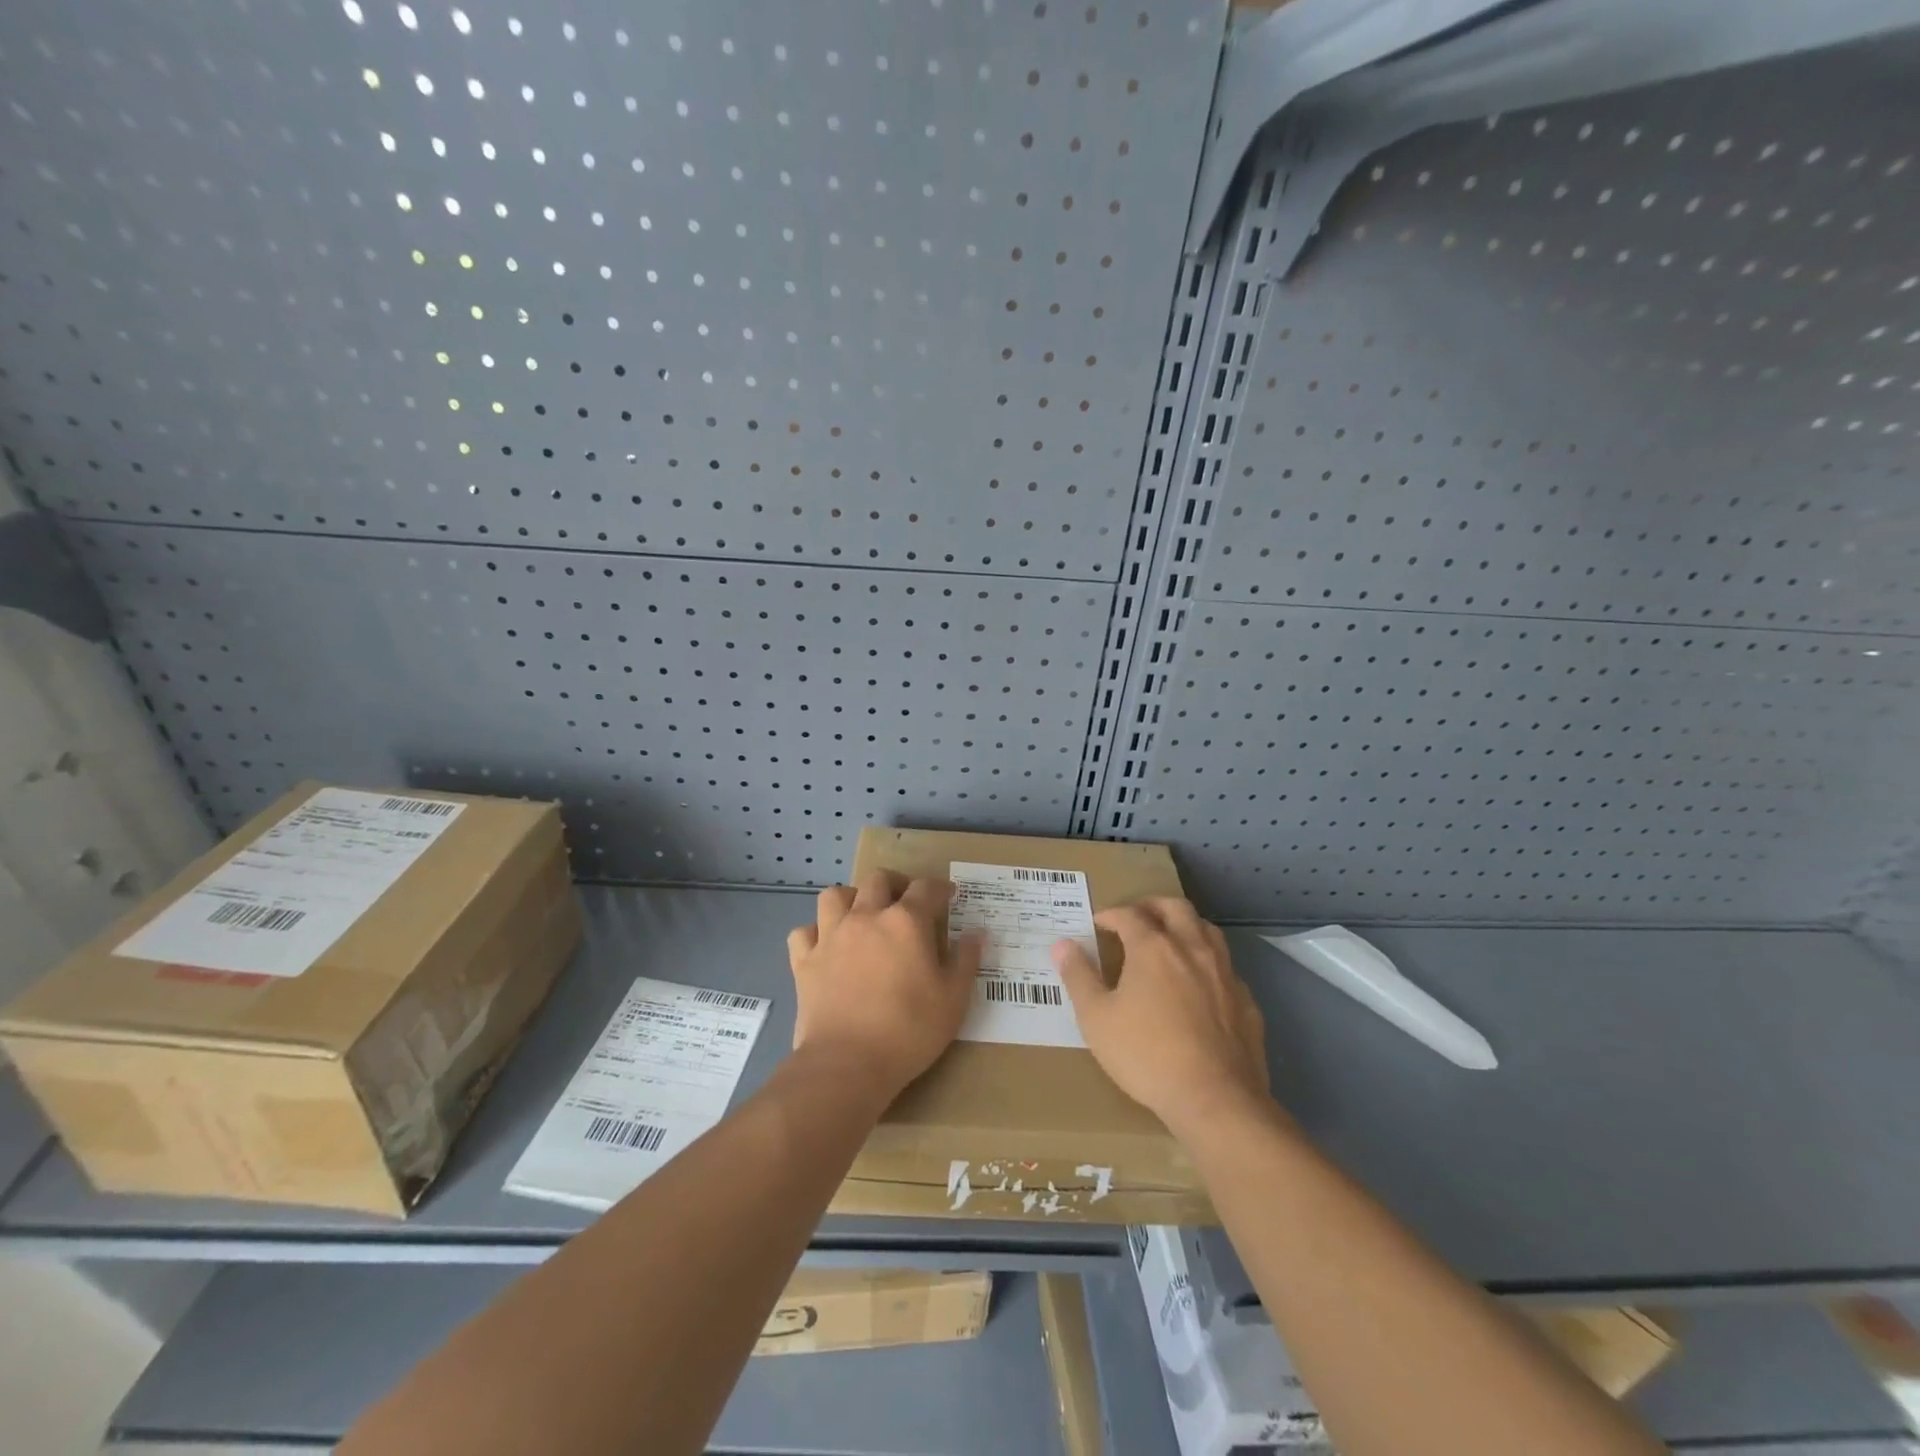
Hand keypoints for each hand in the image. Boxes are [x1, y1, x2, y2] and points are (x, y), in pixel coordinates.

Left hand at [786, 871, 982, 1098]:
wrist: (847, 1064)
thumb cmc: (909, 1031)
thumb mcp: (953, 1000)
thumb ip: (966, 961)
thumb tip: (977, 933)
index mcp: (906, 922)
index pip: (926, 889)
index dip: (940, 889)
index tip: (948, 896)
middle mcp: (866, 917)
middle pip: (878, 879)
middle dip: (895, 884)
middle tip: (905, 901)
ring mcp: (831, 936)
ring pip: (834, 895)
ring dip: (851, 898)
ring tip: (861, 914)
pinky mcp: (804, 961)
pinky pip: (804, 932)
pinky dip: (815, 933)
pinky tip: (826, 946)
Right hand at [1052, 898, 1269, 1134]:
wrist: (1216, 1100)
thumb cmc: (1146, 1055)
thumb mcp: (1096, 1019)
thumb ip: (1079, 977)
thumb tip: (1062, 944)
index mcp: (1153, 947)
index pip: (1129, 914)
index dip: (1110, 914)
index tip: (1098, 923)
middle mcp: (1192, 949)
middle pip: (1175, 907)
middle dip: (1152, 906)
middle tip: (1135, 918)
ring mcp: (1224, 973)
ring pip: (1207, 930)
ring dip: (1185, 927)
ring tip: (1169, 941)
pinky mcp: (1246, 1002)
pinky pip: (1226, 968)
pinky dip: (1208, 964)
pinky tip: (1200, 986)